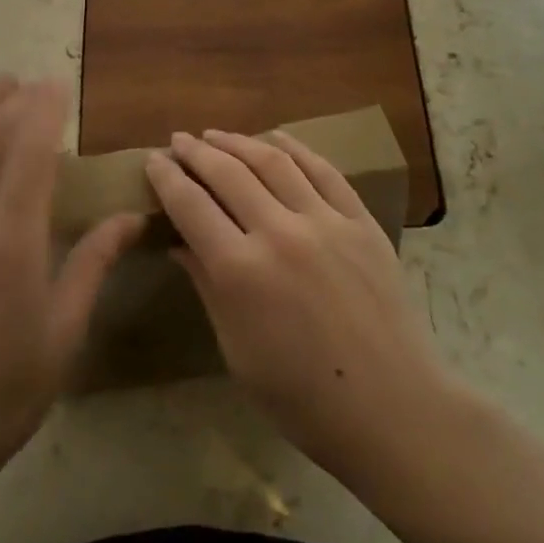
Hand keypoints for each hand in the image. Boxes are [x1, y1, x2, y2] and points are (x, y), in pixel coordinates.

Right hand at [144, 128, 457, 487]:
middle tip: (178, 140)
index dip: (167, 178)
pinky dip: (296, 149)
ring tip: (216, 135)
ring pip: (273, 161)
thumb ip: (207, 286)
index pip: (191, 205)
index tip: (153, 160)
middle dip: (197, 152)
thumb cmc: (301, 396)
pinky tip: (277, 138)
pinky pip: (323, 172)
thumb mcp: (236, 348)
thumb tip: (178, 244)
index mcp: (241, 271)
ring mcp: (326, 222)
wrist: (391, 407)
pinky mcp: (361, 222)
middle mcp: (280, 233)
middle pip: (228, 173)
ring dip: (239, 142)